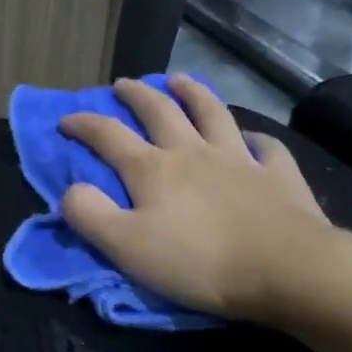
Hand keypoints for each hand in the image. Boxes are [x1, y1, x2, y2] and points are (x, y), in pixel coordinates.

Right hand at [59, 75, 349, 325]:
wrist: (286, 270)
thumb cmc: (197, 261)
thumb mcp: (126, 246)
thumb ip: (90, 214)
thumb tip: (69, 189)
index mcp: (152, 169)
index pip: (108, 136)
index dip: (83, 124)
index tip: (65, 119)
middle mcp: (193, 152)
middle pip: (160, 111)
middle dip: (137, 95)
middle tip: (123, 85)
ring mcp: (239, 159)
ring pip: (212, 113)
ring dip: (193, 93)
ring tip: (181, 81)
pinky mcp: (277, 176)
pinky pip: (266, 147)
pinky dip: (255, 138)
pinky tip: (251, 139)